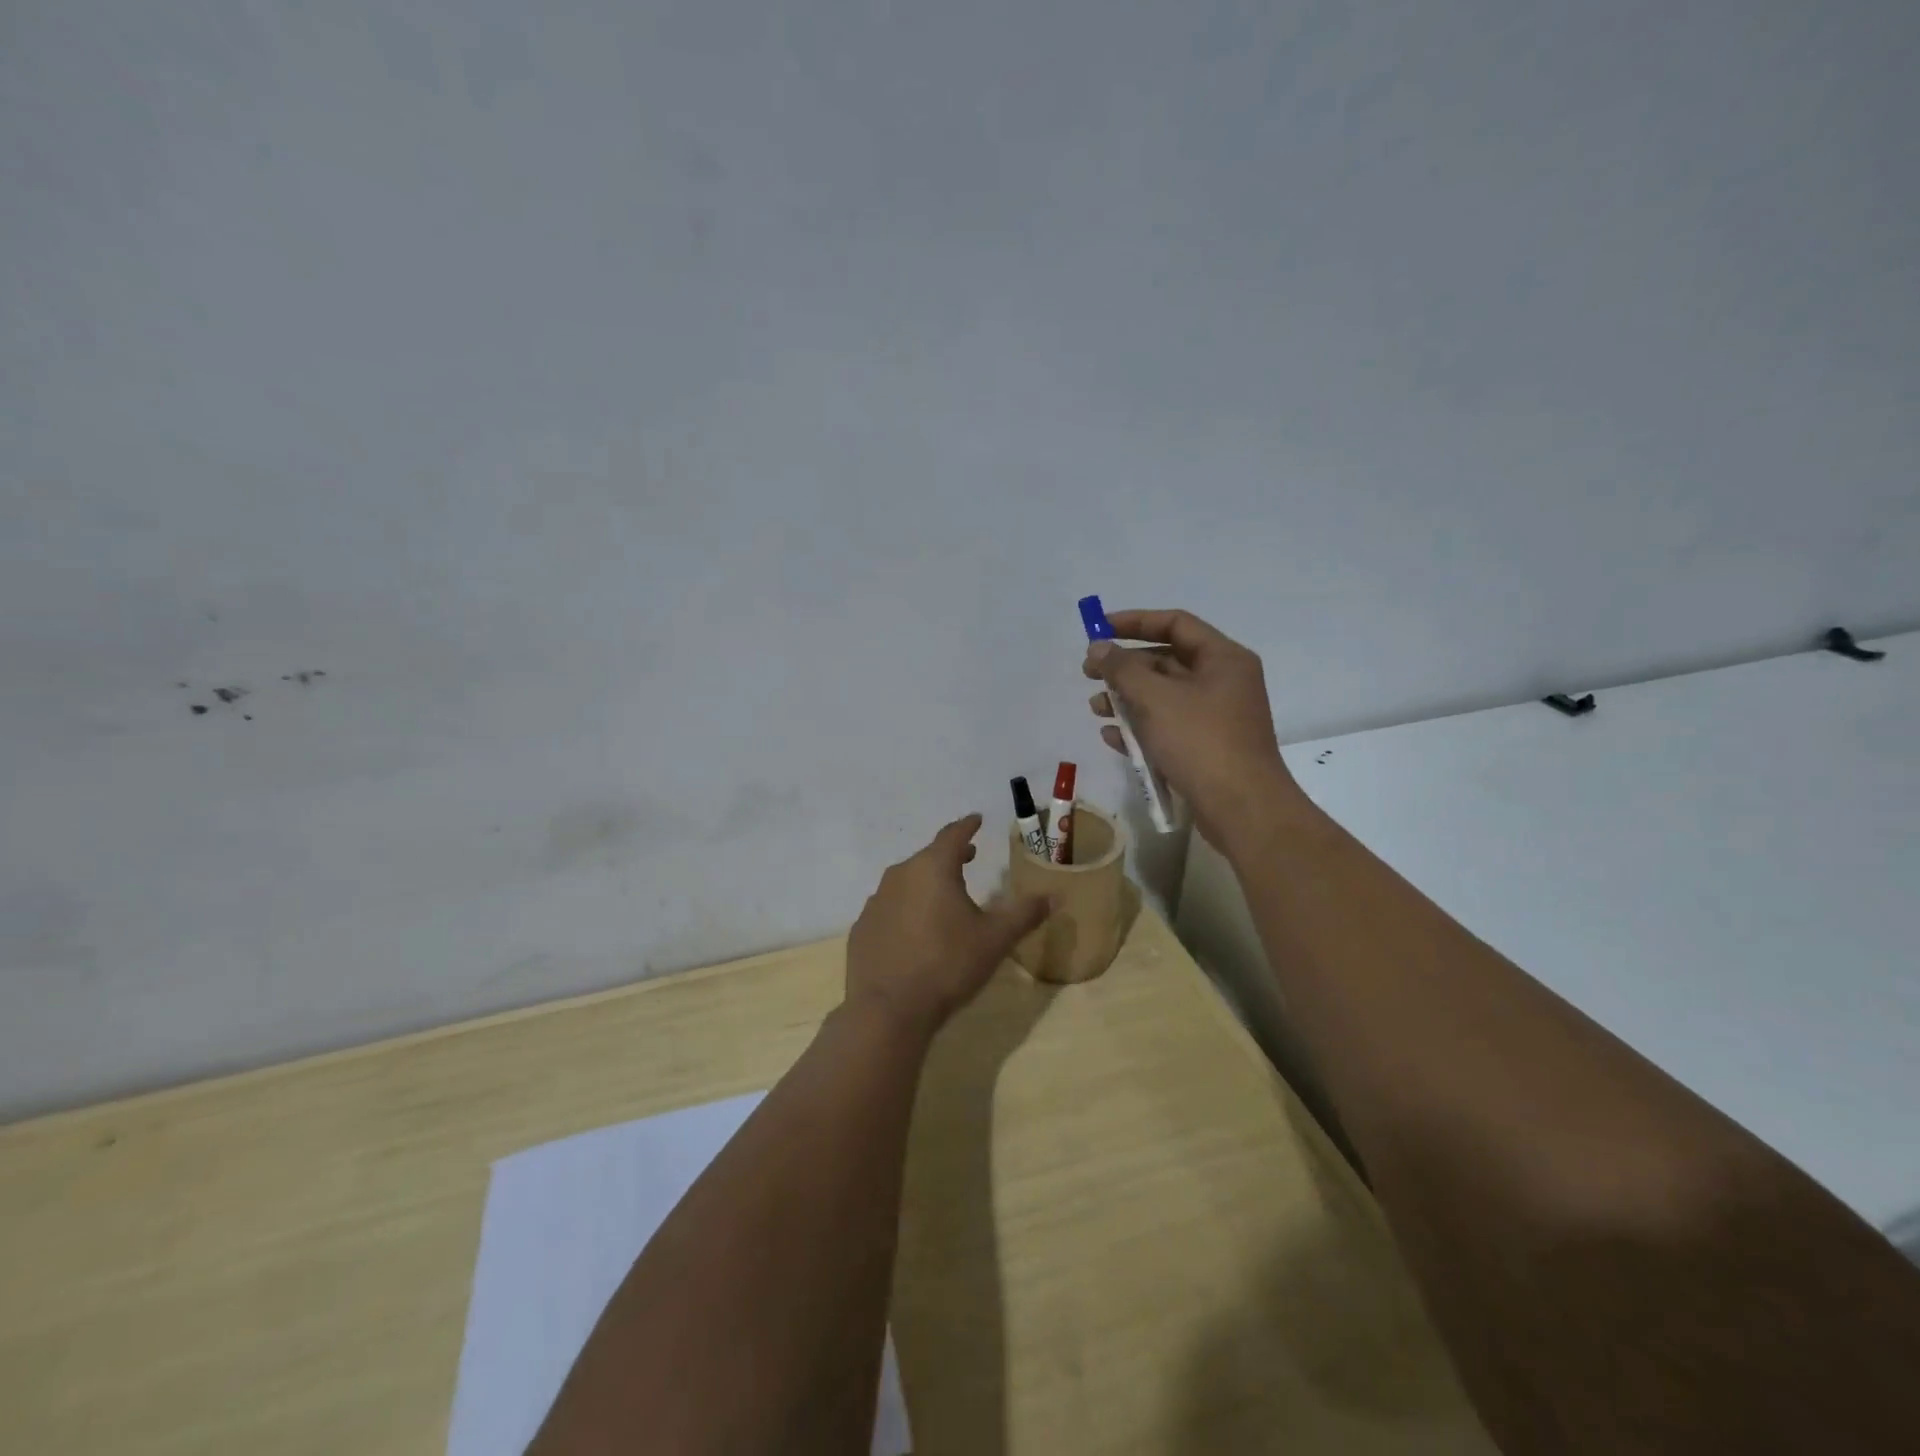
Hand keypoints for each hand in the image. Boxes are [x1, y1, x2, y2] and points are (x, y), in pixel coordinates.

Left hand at [845, 814, 1050, 1038]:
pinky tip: (914, 930)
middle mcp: (900, 875)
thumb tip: (1054, 896)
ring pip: (906, 882)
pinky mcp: (862, 928)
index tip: (977, 820)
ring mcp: (876, 901)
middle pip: (928, 857)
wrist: (889, 1009)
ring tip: (943, 896)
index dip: (968, 826)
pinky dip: (905, 909)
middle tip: (968, 858)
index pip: (953, 835)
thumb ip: (1024, 914)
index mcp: (933, 868)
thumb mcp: (995, 940)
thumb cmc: (947, 965)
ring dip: (926, 883)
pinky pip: (889, 908)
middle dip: (950, 856)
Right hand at [1083, 608, 1302, 847]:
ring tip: (1095, 709)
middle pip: (1166, 661)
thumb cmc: (1201, 741)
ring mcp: (1215, 718)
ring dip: (1126, 700)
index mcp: (1223, 658)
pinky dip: (1139, 729)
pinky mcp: (1205, 749)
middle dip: (1124, 667)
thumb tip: (1098, 647)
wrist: (1242, 808)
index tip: (1098, 629)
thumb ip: (1122, 669)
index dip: (1134, 622)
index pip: (1175, 624)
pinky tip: (1111, 737)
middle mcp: (1223, 682)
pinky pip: (1167, 728)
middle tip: (1089, 674)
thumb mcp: (1156, 698)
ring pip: (1163, 697)